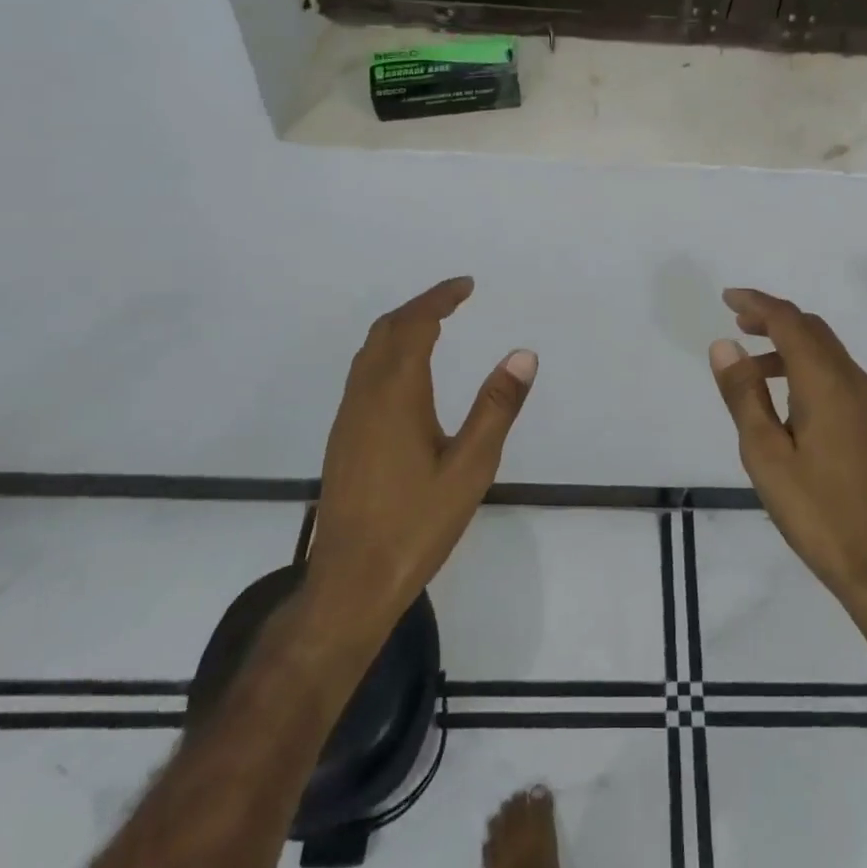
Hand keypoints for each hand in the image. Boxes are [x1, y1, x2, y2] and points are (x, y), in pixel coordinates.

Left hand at [301, 277, 535, 648]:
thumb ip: (496, 408)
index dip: (440, 299)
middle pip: (386, 330)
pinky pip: (363, 372)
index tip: (466, 285)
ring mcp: (348, 417)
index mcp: (396, 395)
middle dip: (420, 306)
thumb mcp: (471, 467)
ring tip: (435, 325)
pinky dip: (388, 351)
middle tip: (455, 299)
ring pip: (370, 351)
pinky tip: (407, 374)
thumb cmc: (416, 524)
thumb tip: (523, 354)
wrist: (351, 582)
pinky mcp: (343, 438)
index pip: (415, 325)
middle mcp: (365, 396)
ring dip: (400, 327)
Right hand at [709, 288, 866, 653]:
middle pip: (812, 330)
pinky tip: (787, 396)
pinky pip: (837, 374)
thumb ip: (743, 394)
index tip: (728, 298)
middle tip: (738, 322)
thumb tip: (725, 345)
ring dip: (790, 344)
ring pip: (827, 351)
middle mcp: (853, 381)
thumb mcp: (764, 454)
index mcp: (825, 383)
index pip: (789, 322)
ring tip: (753, 364)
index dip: (758, 304)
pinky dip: (807, 366)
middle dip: (774, 318)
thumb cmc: (815, 509)